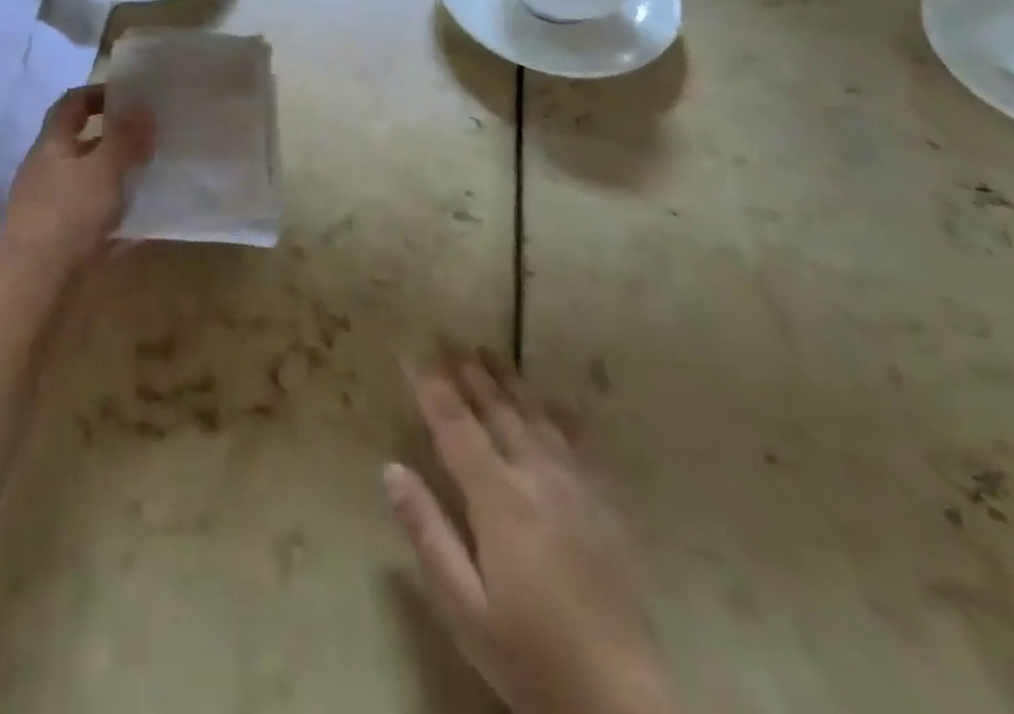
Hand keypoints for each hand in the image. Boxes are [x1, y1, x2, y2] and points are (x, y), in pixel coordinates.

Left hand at [0, 85, 153, 293]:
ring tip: (153, 176)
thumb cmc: (67, 216)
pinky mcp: (59, 241)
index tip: (132, 94)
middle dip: (114, 137)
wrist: (32, 287)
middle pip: (80, 143)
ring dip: (117, 177)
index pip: (71, 104)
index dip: (98, 93)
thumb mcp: (104, 169)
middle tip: (151, 136)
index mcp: (52, 145)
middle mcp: (47, 171)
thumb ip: (125, 137)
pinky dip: (116, 216)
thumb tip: (141, 105)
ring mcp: (50, 208)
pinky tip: (143, 223)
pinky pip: (93, 219)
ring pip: (88, 182)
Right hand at [386, 347, 670, 713]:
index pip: (455, 425)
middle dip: (467, 370)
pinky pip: (584, 444)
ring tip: (488, 351)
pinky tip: (557, 399)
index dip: (430, 385)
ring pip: (537, 415)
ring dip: (509, 380)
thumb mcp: (464, 607)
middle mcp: (538, 477)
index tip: (410, 352)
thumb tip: (391, 468)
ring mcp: (578, 487)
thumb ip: (427, 532)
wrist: (622, 706)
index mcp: (499, 499)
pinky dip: (565, 414)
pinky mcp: (608, 506)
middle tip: (446, 337)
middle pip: (496, 409)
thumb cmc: (529, 657)